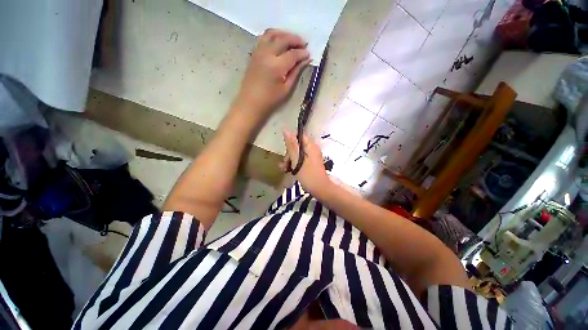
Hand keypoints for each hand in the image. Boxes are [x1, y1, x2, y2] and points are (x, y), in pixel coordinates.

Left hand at [235, 29, 310, 116]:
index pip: (293, 54)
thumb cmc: (270, 100)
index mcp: (276, 66)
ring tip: (292, 40)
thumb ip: (296, 72)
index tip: (309, 54)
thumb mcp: (286, 89)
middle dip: (295, 40)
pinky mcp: (254, 53)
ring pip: (272, 34)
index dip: (302, 53)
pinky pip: (264, 38)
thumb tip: (305, 60)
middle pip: (283, 39)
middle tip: (304, 44)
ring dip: (284, 34)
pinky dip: (273, 36)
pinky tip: (279, 42)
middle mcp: (267, 54)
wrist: (250, 103)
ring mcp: (258, 52)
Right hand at [279, 130, 331, 196]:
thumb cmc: (309, 175)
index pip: (299, 136)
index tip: (285, 150)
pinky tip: (287, 171)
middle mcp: (311, 149)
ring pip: (296, 154)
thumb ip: (292, 146)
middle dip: (288, 154)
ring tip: (284, 169)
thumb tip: (286, 130)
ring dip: (289, 160)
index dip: (290, 141)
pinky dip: (293, 164)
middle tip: (284, 164)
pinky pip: (299, 160)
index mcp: (310, 146)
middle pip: (296, 146)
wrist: (320, 190)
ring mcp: (311, 157)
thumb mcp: (297, 160)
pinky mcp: (309, 164)